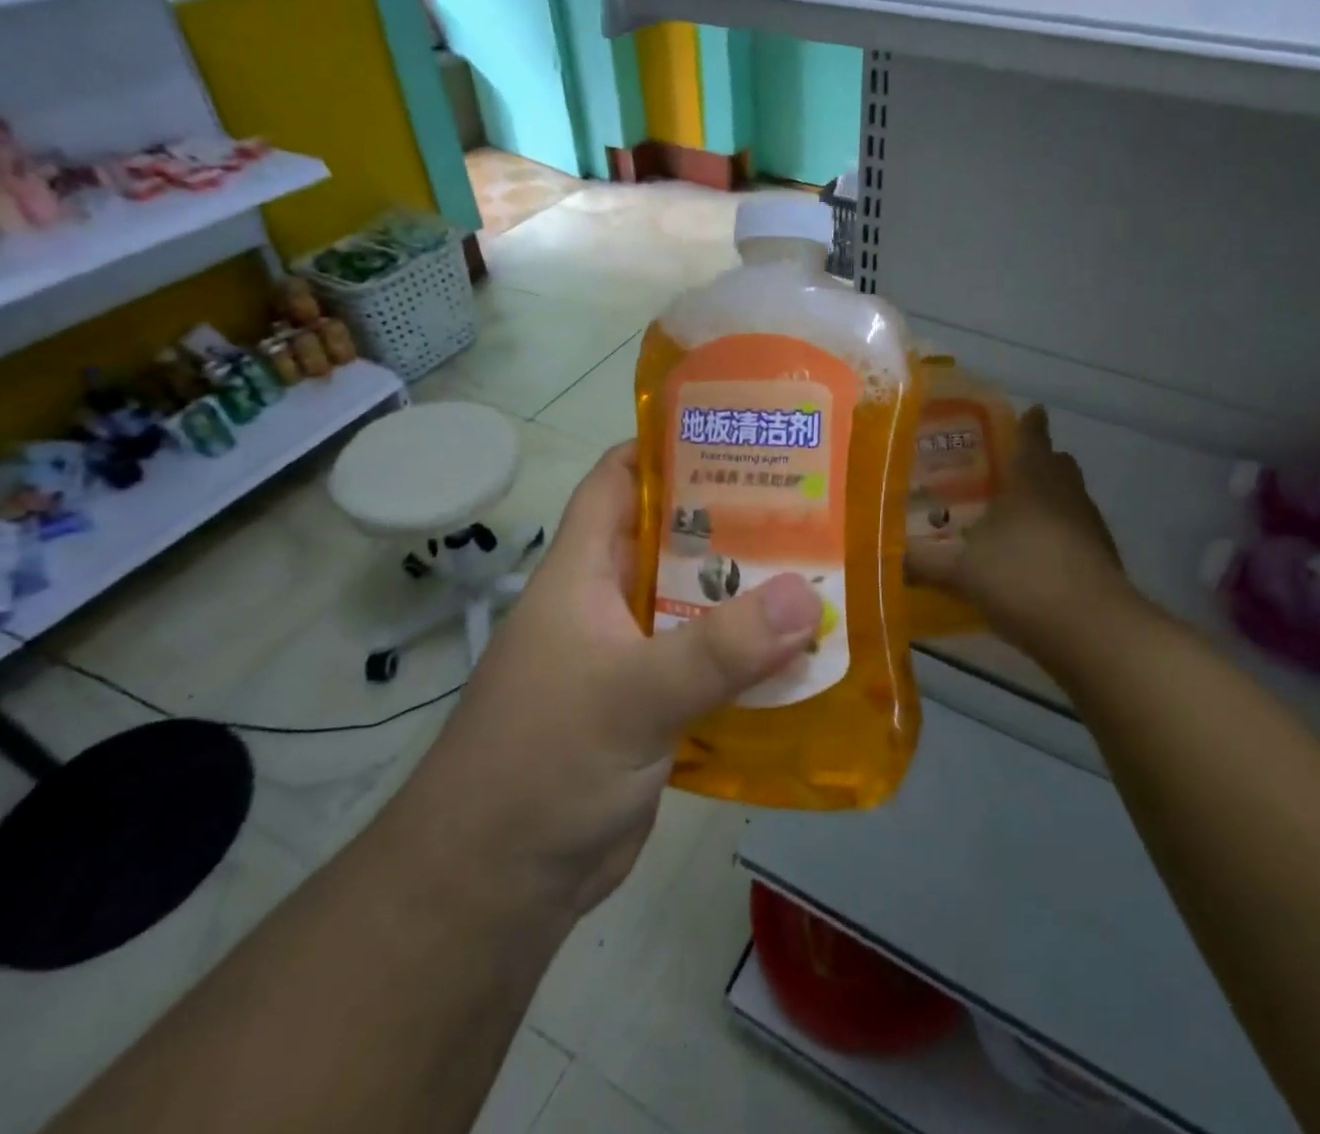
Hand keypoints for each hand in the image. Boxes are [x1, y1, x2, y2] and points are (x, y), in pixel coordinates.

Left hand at [392, 443, 823, 918]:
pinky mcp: (654, 708)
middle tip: (808, 501)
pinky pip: (710, 664)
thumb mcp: (631, 695)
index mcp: (583, 572)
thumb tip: (806, 596)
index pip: (617, 480)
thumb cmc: (542, 764)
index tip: (735, 431)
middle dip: (734, 519)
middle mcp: (607, 603)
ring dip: (751, 593)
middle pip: (675, 539)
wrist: (497, 887)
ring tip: (823, 568)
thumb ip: (718, 647)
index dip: (665, 446)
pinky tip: (805, 652)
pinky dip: (750, 656)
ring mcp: (632, 657)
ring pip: (699, 604)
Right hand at [907, 406, 1137, 663]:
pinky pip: (1077, 535)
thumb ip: (922, 561)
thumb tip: (884, 555)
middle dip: (1039, 462)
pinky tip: (1033, 560)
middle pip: (1058, 465)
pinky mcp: (1103, 561)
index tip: (1028, 413)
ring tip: (1015, 516)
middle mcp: (1067, 495)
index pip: (1033, 436)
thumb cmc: (1022, 579)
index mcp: (1033, 480)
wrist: (1092, 632)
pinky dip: (1058, 538)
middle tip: (1007, 469)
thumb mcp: (960, 570)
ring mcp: (1090, 528)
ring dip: (1050, 501)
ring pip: (1070, 500)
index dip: (1029, 423)